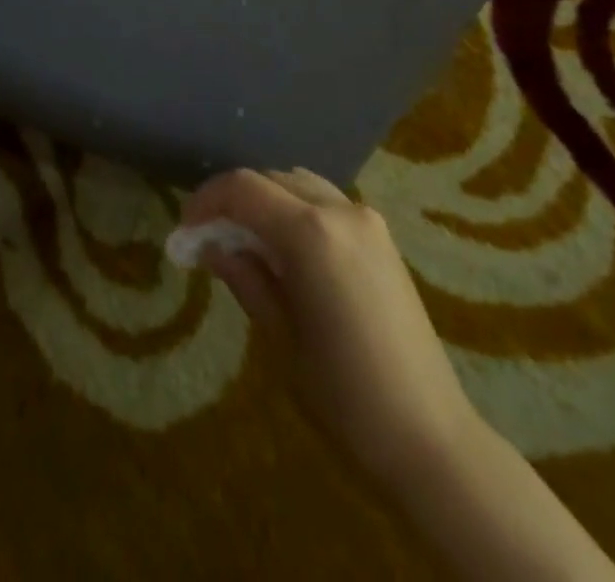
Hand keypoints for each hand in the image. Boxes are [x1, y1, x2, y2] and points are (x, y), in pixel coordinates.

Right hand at [173, 168, 476, 497]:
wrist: (430, 436)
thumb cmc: (345, 395)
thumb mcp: (282, 336)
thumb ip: (245, 277)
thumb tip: (210, 246)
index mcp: (311, 232)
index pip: (243, 188)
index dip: (206, 200)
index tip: (184, 230)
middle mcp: (340, 209)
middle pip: (271, 179)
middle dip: (233, 200)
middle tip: (207, 238)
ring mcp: (366, 218)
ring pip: (299, 184)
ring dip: (265, 200)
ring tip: (243, 241)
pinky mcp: (382, 235)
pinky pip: (325, 202)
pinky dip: (295, 209)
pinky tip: (285, 248)